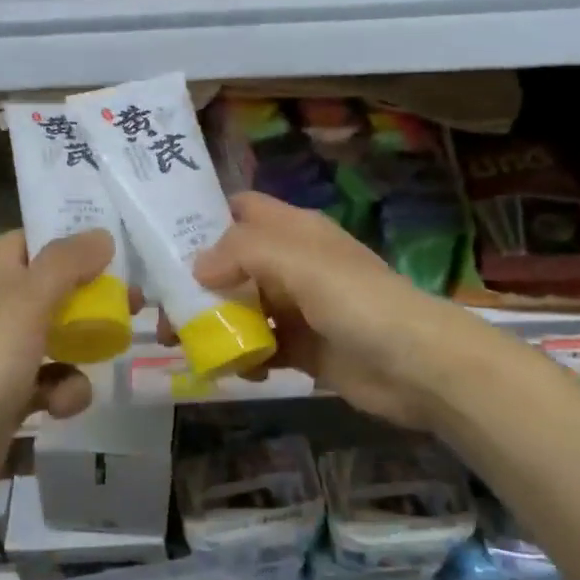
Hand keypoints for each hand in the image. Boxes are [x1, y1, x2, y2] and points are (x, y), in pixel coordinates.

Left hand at [0, 228, 116, 530]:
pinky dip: (64, 394)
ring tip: (107, 352)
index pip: (30, 240)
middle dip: (92, 296)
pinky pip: (51, 385)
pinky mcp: (10, 402)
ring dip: (85, 347)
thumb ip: (64, 266)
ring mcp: (3, 359)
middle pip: (54, 289)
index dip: (67, 236)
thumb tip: (102, 234)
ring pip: (59, 338)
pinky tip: (61, 409)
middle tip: (133, 301)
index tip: (112, 242)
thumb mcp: (23, 305)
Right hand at [187, 192, 484, 432]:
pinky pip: (262, 347)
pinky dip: (244, 357)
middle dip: (198, 283)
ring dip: (215, 324)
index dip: (206, 217)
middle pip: (234, 263)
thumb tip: (197, 266)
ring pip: (243, 307)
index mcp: (295, 231)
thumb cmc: (357, 300)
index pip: (243, 209)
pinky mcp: (304, 349)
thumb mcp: (298, 261)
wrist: (416, 365)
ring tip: (183, 345)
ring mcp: (299, 307)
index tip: (164, 241)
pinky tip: (236, 371)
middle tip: (165, 311)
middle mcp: (293, 263)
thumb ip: (243, 252)